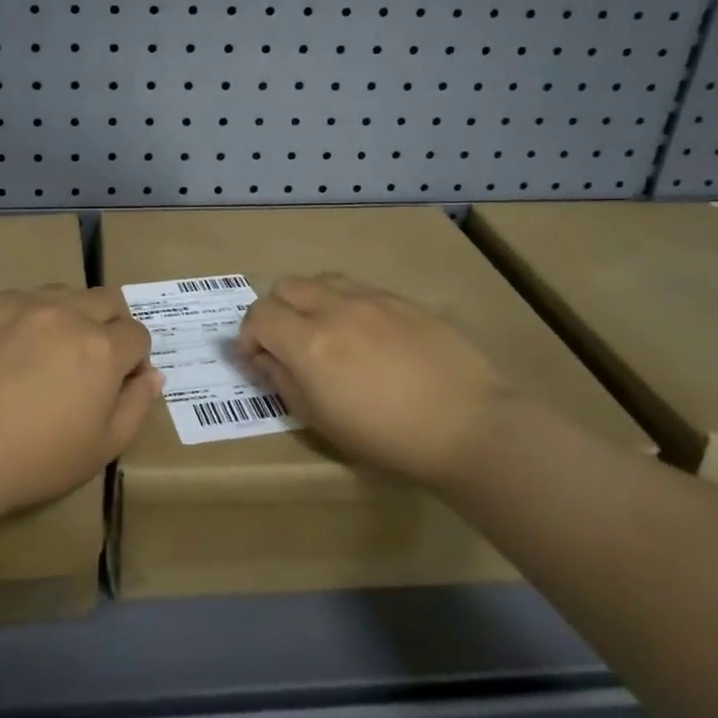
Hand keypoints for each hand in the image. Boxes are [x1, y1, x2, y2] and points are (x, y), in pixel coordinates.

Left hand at [0, 285, 160, 519]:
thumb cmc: (35, 459)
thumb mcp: (102, 448)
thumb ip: (136, 406)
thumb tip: (152, 376)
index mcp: (103, 348)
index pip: (138, 334)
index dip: (135, 359)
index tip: (120, 382)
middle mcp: (69, 314)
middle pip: (107, 300)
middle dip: (111, 325)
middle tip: (91, 360)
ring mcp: (25, 305)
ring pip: (65, 292)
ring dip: (71, 313)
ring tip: (51, 350)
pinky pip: (22, 298)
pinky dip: (29, 316)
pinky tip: (11, 348)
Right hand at [236, 273, 516, 487]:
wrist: (469, 426)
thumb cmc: (388, 438)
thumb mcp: (322, 421)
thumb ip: (284, 382)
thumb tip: (265, 359)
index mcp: (309, 343)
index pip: (259, 315)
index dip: (248, 335)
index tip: (257, 358)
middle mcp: (334, 309)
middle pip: (285, 286)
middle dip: (274, 311)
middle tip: (284, 343)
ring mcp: (372, 299)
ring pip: (321, 280)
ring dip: (308, 301)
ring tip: (322, 333)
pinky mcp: (402, 300)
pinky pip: (358, 289)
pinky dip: (343, 304)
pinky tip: (363, 336)